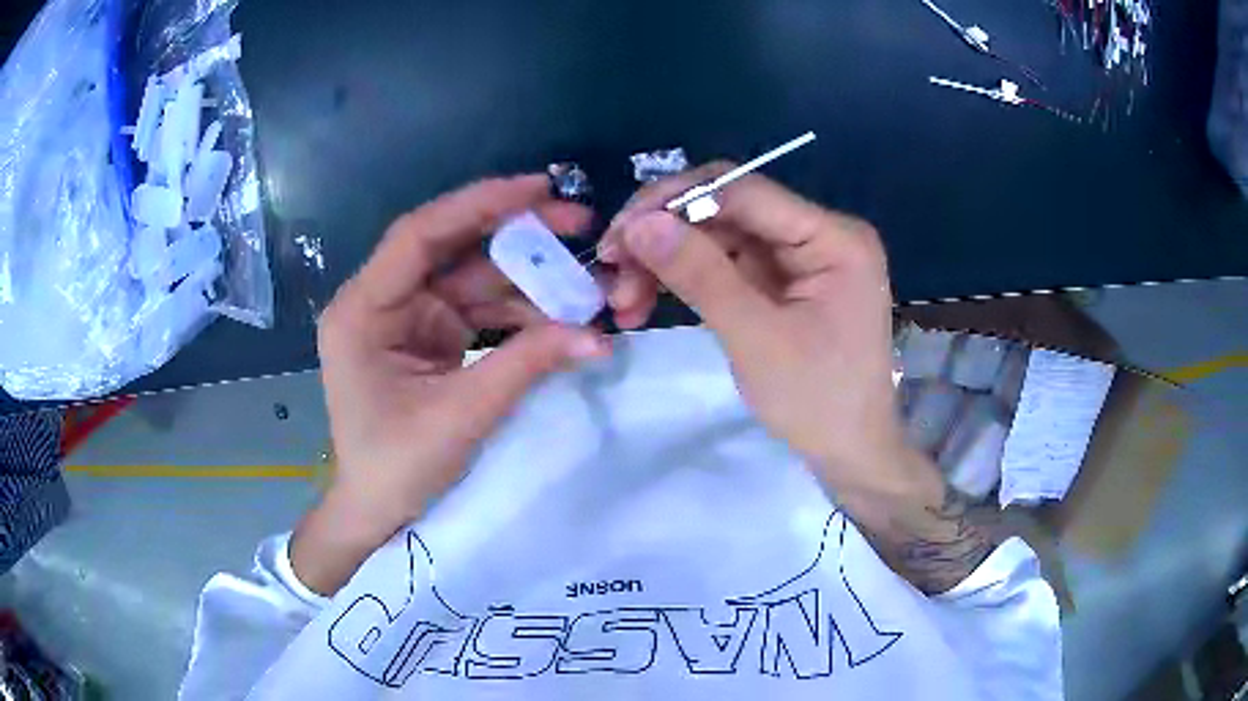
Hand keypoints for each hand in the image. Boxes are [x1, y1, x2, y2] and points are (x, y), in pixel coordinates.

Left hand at [293, 175, 610, 595]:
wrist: (377, 512)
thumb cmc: (398, 468)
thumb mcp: (463, 415)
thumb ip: (528, 365)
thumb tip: (600, 335)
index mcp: (364, 309)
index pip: (421, 235)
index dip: (480, 204)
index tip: (539, 188)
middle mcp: (380, 300)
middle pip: (450, 248)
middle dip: (514, 235)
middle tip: (578, 221)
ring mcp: (406, 317)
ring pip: (471, 278)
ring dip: (525, 278)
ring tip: (583, 280)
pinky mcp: (428, 336)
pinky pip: (476, 310)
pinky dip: (516, 312)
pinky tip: (558, 315)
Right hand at [603, 164, 998, 593]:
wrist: (849, 454)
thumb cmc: (818, 402)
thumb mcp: (756, 337)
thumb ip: (700, 274)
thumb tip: (639, 223)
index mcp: (832, 236)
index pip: (743, 190)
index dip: (674, 202)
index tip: (619, 234)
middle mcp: (818, 233)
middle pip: (726, 211)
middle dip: (665, 238)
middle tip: (613, 271)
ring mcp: (799, 258)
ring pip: (717, 238)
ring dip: (667, 263)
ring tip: (624, 302)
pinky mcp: (781, 283)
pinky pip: (725, 266)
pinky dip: (686, 282)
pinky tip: (647, 302)